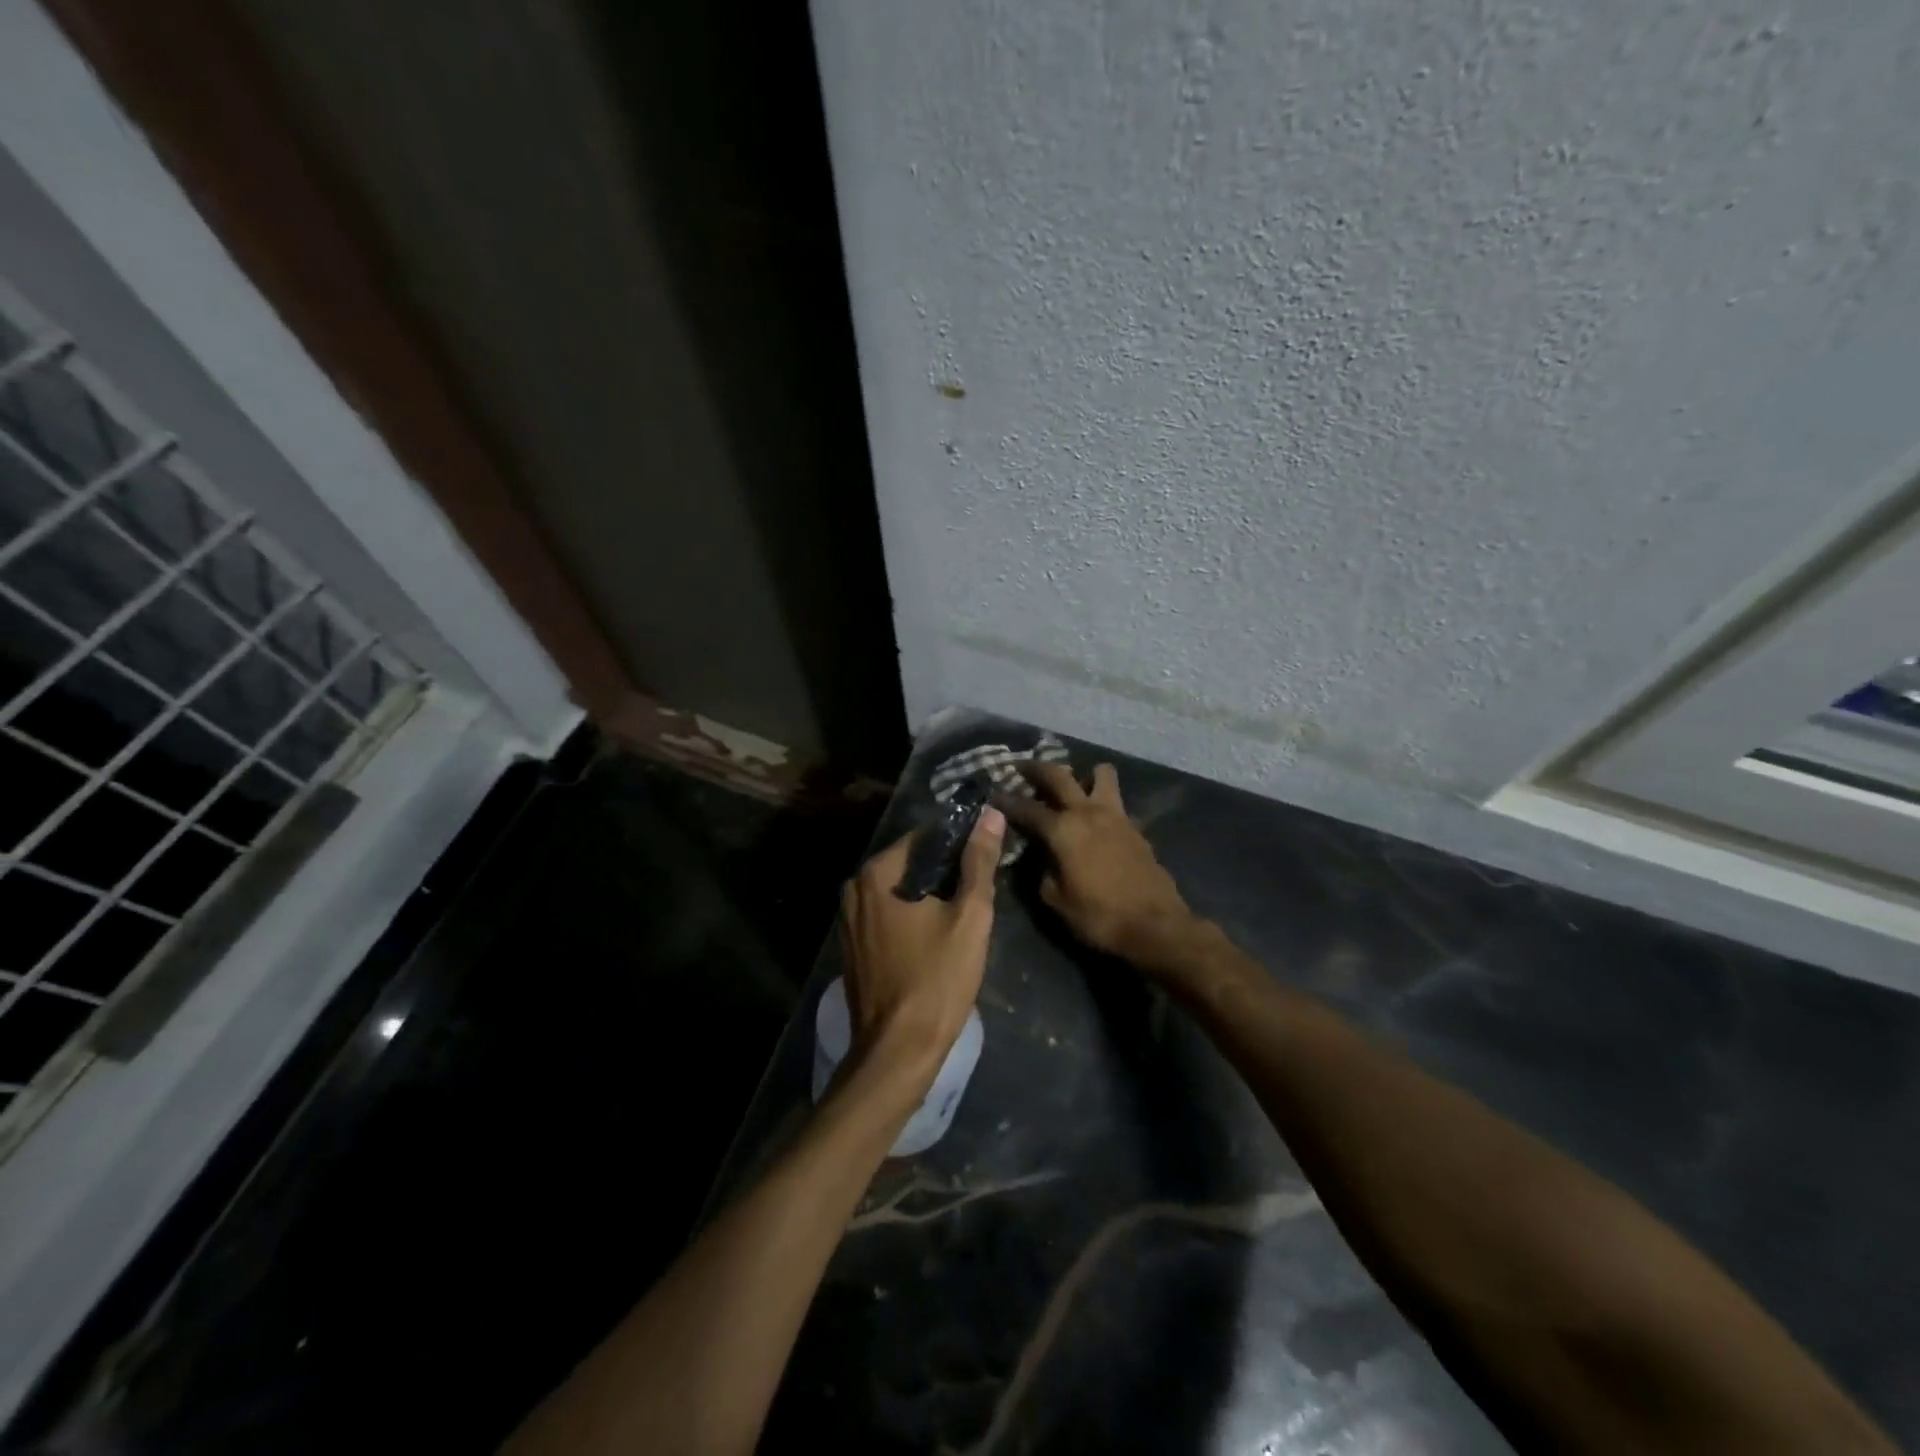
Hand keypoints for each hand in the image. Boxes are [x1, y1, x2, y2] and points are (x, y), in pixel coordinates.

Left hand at [839, 806, 1005, 1081]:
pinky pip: (887, 916)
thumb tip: (990, 815)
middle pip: (908, 863)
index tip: (984, 850)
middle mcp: (854, 890)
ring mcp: (848, 922)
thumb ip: (979, 862)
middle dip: (943, 869)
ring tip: (964, 907)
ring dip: (928, 894)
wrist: (898, 1051)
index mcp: (876, 874)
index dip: (957, 840)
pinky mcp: (853, 949)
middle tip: (979, 883)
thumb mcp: (969, 916)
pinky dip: (911, 916)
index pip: (923, 836)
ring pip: (897, 892)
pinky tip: (937, 933)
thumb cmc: (937, 979)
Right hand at [996, 762, 1195, 965]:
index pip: (1026, 808)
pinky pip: (1115, 801)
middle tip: (1021, 767)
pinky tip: (1096, 819)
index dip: (1006, 801)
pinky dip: (1102, 801)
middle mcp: (1087, 812)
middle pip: (1058, 775)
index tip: (993, 794)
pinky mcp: (1135, 827)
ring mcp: (1116, 815)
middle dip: (1036, 768)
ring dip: (1084, 774)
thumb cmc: (1099, 916)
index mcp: (1063, 829)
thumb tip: (1040, 856)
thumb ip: (1042, 871)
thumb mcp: (1056, 900)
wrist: (1156, 926)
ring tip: (1074, 785)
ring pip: (1101, 774)